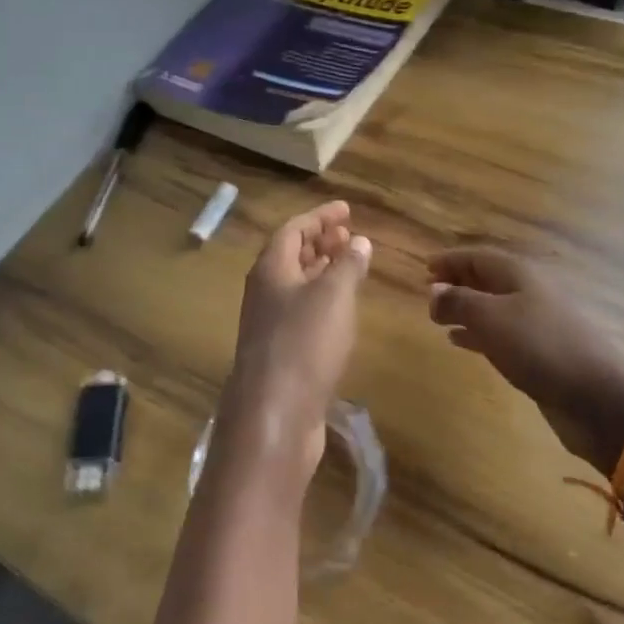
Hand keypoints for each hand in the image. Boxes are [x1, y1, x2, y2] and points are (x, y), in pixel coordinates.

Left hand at [221, 201, 371, 485]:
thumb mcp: (333, 296)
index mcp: (270, 269)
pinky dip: (322, 299)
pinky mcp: (280, 351)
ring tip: (350, 264)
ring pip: (296, 284)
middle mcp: (265, 291)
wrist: (275, 414)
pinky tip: (342, 309)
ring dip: (322, 269)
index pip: (293, 229)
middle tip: (349, 234)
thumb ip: (348, 265)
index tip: (346, 209)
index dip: (319, 216)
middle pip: (290, 255)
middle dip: (320, 241)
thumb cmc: (304, 343)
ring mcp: (269, 323)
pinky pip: (301, 311)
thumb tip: (359, 241)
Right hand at [428, 246, 623, 474]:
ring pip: (493, 307)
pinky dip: (476, 333)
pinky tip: (459, 342)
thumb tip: (434, 290)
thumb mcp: (491, 318)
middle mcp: (530, 292)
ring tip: (437, 318)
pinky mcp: (540, 352)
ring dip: (465, 308)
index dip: (451, 260)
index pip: (478, 256)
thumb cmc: (540, 347)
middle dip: (457, 282)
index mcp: (520, 275)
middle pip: (487, 279)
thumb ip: (458, 301)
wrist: (596, 398)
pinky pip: (500, 333)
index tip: (424, 267)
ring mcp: (537, 323)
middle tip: (427, 292)